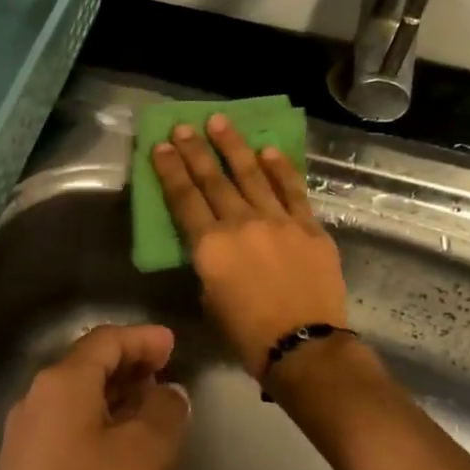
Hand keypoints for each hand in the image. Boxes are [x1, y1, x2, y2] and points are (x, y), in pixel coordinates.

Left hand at [0, 324, 189, 469]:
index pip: (105, 340)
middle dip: (129, 364)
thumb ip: (166, 410)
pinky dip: (99, 422)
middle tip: (166, 373)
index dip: (142, 338)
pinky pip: (67, 426)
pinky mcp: (25, 469)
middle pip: (87, 365)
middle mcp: (36, 398)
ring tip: (152, 406)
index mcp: (61, 382)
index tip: (173, 345)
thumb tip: (168, 392)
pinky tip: (123, 445)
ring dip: (115, 395)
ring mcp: (25, 435)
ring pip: (77, 398)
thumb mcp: (147, 453)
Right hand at [149, 114, 348, 377]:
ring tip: (220, 122)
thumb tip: (216, 244)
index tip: (160, 146)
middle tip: (183, 126)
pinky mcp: (309, 226)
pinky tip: (269, 150)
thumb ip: (210, 263)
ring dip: (233, 146)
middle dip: (195, 150)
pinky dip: (279, 169)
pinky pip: (292, 190)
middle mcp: (241, 224)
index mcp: (210, 246)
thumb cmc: (247, 334)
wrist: (304, 347)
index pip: (184, 198)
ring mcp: (278, 221)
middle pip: (213, 179)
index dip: (170, 170)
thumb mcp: (210, 298)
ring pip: (251, 174)